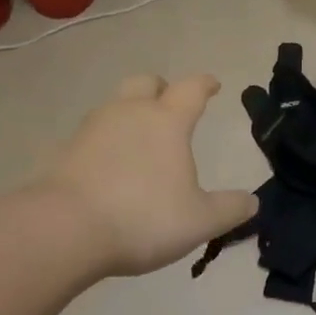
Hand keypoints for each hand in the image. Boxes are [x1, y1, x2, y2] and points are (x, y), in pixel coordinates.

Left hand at [43, 74, 258, 278]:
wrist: (63, 231)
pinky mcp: (64, 152)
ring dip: (130, 113)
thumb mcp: (200, 221)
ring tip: (140, 139)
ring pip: (115, 106)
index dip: (205, 84)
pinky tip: (110, 167)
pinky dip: (105, 143)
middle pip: (145, 83)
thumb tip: (252, 201)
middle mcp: (129, 114)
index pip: (191, 89)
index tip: (213, 85)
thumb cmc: (143, 217)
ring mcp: (92, 130)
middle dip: (161, 88)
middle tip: (169, 103)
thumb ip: (230, 209)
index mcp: (166, 121)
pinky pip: (92, 136)